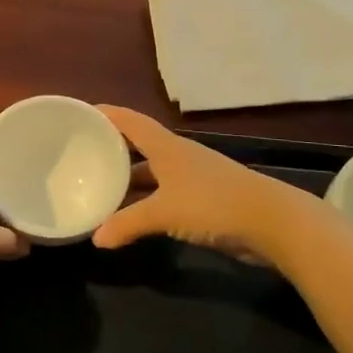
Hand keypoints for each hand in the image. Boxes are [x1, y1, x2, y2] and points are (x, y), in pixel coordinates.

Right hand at [91, 105, 299, 262]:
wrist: (273, 222)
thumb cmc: (213, 204)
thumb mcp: (164, 213)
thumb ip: (127, 223)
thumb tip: (96, 239)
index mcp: (166, 147)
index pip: (129, 121)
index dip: (106, 114)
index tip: (79, 113)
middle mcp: (177, 156)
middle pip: (138, 145)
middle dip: (112, 148)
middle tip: (80, 154)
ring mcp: (192, 177)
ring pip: (151, 172)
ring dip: (128, 179)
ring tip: (98, 186)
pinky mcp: (203, 199)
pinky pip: (163, 194)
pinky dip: (145, 200)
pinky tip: (131, 215)